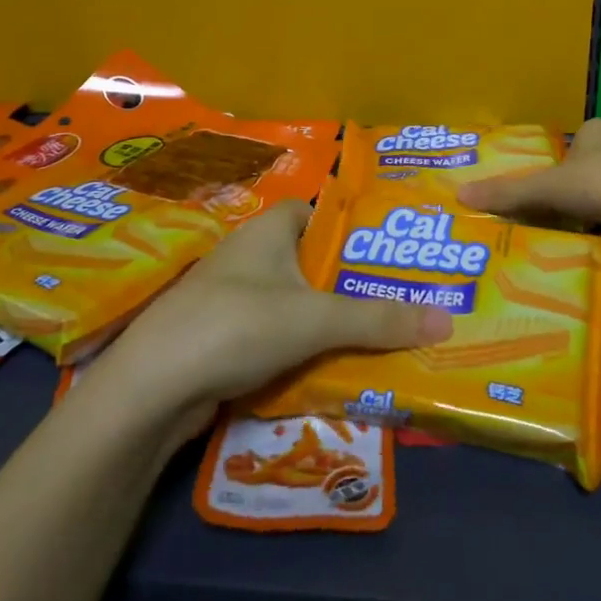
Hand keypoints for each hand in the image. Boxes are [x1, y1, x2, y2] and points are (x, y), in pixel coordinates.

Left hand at [97, 200, 452, 429]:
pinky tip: (332, 369)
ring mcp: (233, 298)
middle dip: (350, 282)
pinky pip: (276, 335)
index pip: (318, 211)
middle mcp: (250, 255)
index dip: (351, 227)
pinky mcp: (223, 338)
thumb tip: (448, 320)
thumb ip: (380, 319)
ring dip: (328, 321)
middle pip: (312, 261)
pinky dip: (301, 349)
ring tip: (378, 337)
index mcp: (270, 229)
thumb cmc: (238, 324)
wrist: (152, 389)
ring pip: (295, 302)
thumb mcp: (317, 319)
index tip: (387, 252)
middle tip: (398, 300)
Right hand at [459, 118, 600, 232]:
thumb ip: (509, 193)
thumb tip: (461, 195)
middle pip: (587, 166)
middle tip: (558, 216)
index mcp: (595, 128)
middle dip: (574, 190)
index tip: (544, 196)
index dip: (552, 171)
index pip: (565, 147)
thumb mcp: (548, 190)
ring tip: (582, 229)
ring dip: (598, 204)